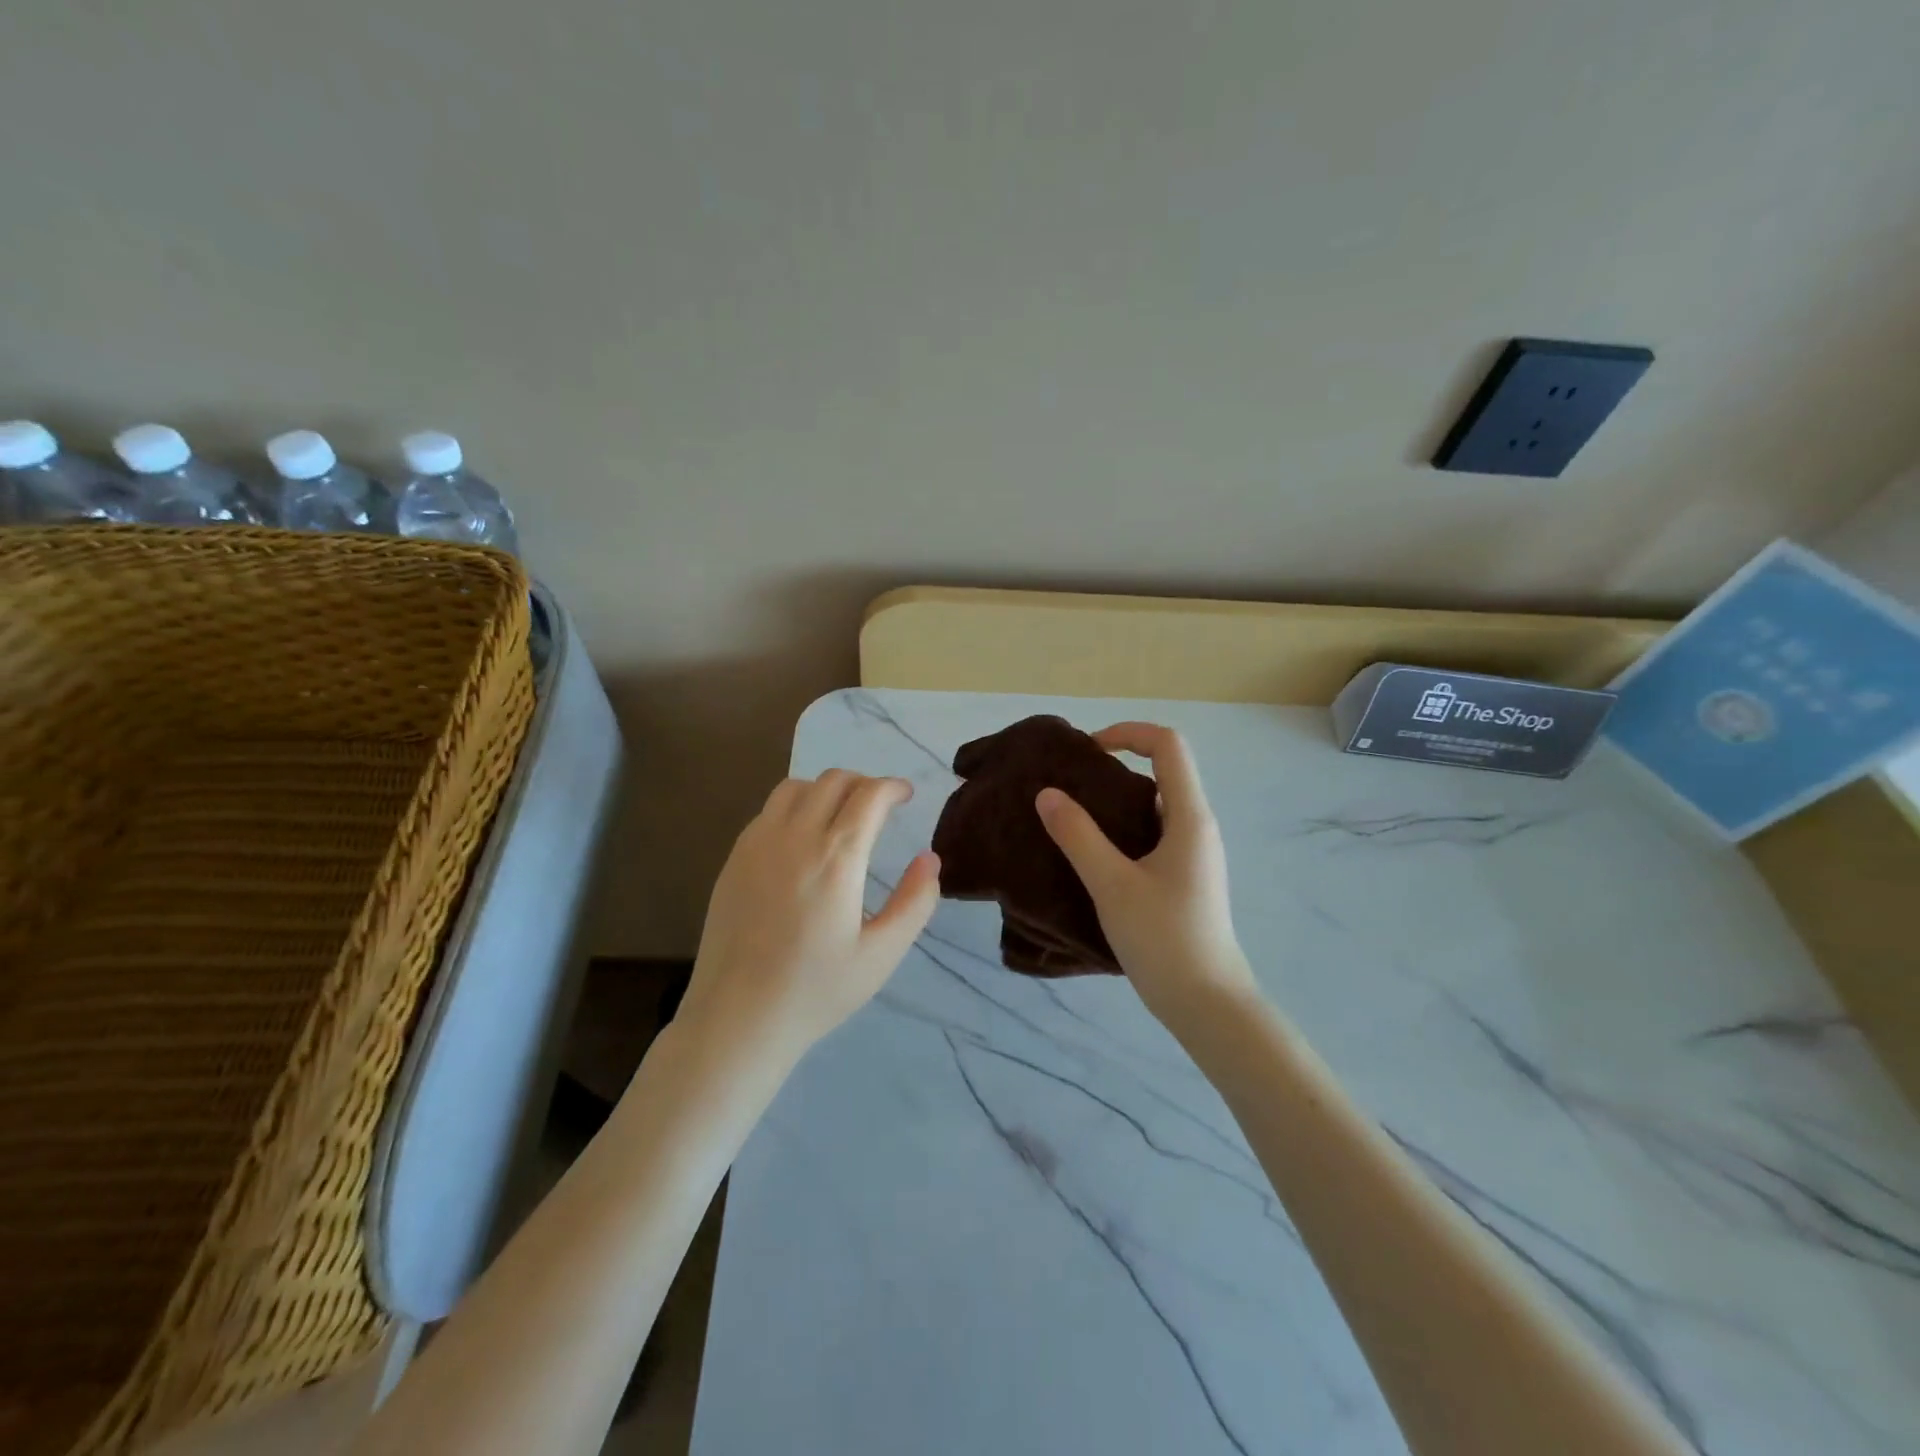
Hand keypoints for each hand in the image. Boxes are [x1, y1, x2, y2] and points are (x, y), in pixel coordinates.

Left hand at [681, 770, 939, 1062]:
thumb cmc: (817, 990)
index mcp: (836, 858)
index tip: (906, 795)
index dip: (893, 786)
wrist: (738, 1017)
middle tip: (880, 806)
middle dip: (864, 783)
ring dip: (826, 789)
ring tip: (841, 815)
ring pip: (796, 787)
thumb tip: (930, 859)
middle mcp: (795, 837)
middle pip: (833, 780)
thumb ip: (915, 902)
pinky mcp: (734, 858)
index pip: (869, 795)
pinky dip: (794, 807)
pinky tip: (802, 839)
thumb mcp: (882, 954)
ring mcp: (757, 844)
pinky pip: (768, 810)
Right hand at [1035, 723, 1258, 1029]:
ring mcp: (1194, 854)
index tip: (1088, 751)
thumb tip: (1047, 794)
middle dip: (1115, 766)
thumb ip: (1078, 836)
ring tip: (1074, 817)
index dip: (1128, 733)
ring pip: (1156, 805)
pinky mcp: (1185, 877)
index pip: (1168, 745)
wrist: (1207, 1003)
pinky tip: (1093, 854)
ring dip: (1117, 800)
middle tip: (1071, 784)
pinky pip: (1154, 833)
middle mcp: (1197, 827)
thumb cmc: (1164, 939)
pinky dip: (1123, 829)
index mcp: (1189, 817)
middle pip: (1163, 770)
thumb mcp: (1112, 885)